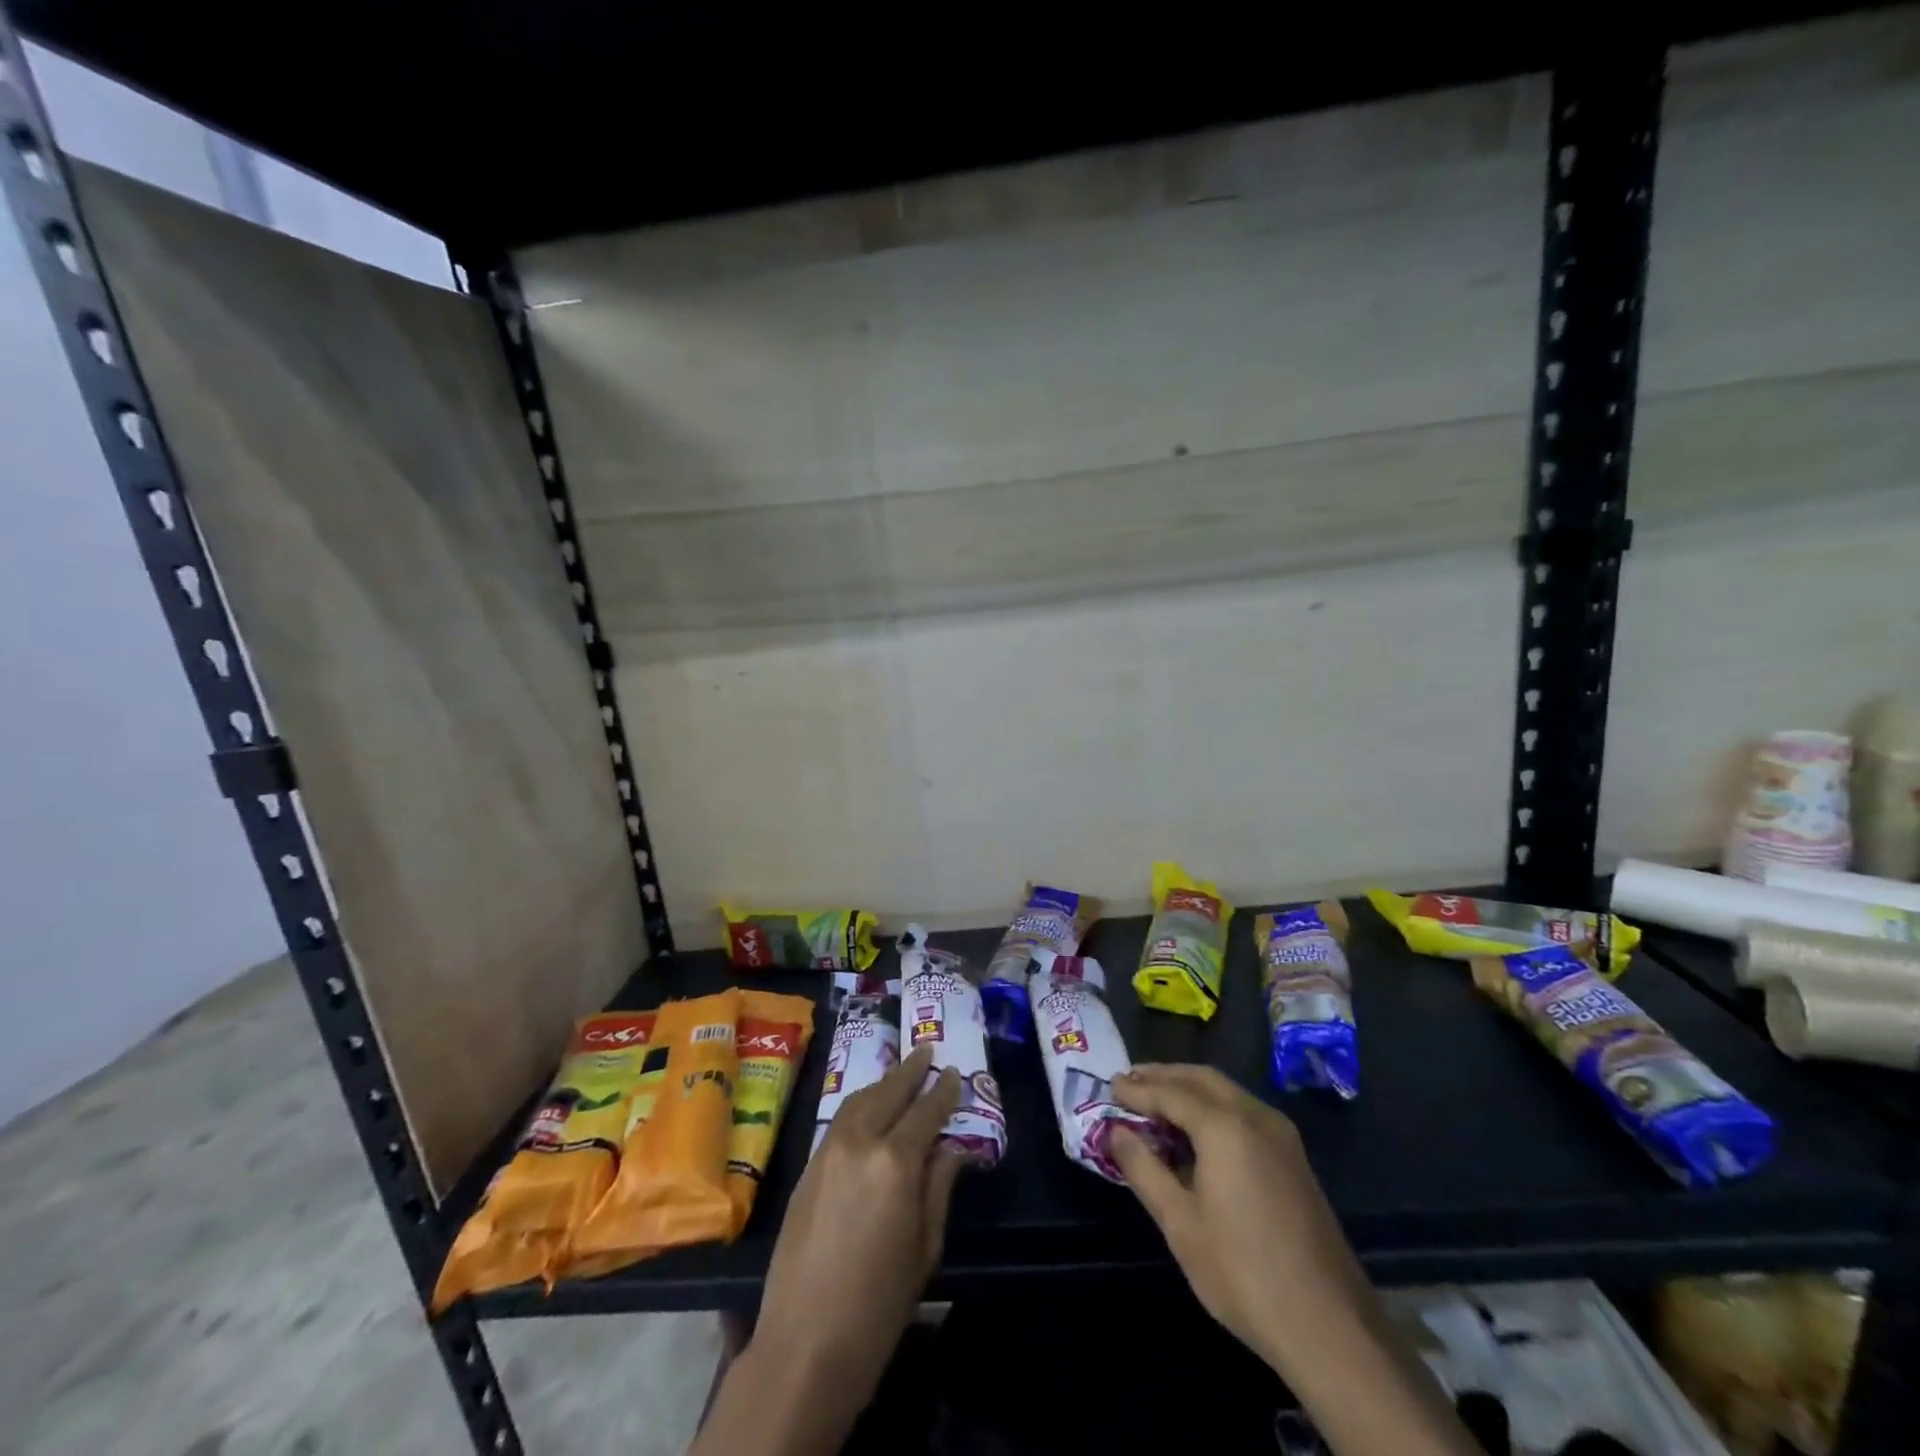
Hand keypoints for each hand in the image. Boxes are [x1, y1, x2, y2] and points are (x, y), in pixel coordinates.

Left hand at [752, 1045, 964, 1415]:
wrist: (805, 1344)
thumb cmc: (879, 1304)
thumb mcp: (925, 1247)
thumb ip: (938, 1187)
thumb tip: (951, 1148)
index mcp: (895, 1162)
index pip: (925, 1112)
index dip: (943, 1092)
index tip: (955, 1073)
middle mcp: (859, 1142)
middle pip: (888, 1092)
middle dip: (910, 1071)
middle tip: (927, 1052)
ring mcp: (827, 1151)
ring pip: (859, 1100)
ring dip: (883, 1084)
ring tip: (901, 1074)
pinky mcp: (807, 1167)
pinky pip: (839, 1120)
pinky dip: (860, 1105)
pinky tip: (870, 1109)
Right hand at [1110, 1063, 1366, 1377]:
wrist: (1330, 1327)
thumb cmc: (1243, 1274)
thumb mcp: (1180, 1223)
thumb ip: (1143, 1168)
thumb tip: (1115, 1132)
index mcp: (1225, 1126)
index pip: (1170, 1092)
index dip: (1137, 1089)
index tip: (1109, 1086)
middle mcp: (1255, 1116)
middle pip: (1201, 1078)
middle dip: (1163, 1076)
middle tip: (1129, 1082)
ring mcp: (1281, 1134)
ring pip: (1226, 1091)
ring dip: (1188, 1088)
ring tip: (1155, 1100)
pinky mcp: (1293, 1156)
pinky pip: (1244, 1110)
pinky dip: (1212, 1105)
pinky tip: (1195, 1129)